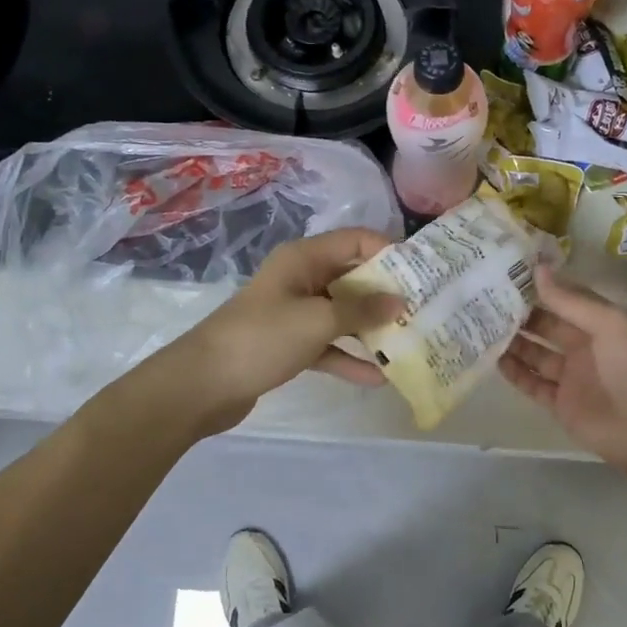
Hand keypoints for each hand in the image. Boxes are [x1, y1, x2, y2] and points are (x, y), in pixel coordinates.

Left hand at [156, 227, 404, 433]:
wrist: (202, 385)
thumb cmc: (262, 338)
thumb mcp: (317, 321)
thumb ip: (361, 311)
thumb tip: (400, 302)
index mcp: (304, 259)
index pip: (355, 241)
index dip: (389, 252)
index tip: (421, 273)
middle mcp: (302, 279)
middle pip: (353, 278)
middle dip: (386, 294)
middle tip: (423, 310)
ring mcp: (295, 313)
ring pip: (343, 314)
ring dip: (371, 329)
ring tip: (408, 342)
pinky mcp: (290, 344)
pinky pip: (328, 344)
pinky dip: (349, 357)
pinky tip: (378, 376)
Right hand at [500, 267, 626, 475]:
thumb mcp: (609, 324)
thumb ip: (571, 300)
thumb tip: (537, 269)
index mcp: (601, 324)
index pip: (566, 300)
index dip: (540, 288)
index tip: (507, 274)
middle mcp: (585, 347)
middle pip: (547, 327)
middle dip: (521, 315)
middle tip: (485, 300)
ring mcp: (572, 377)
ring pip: (536, 355)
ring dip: (514, 342)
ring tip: (482, 326)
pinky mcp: (561, 405)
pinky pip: (533, 385)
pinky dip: (515, 373)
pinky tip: (494, 359)